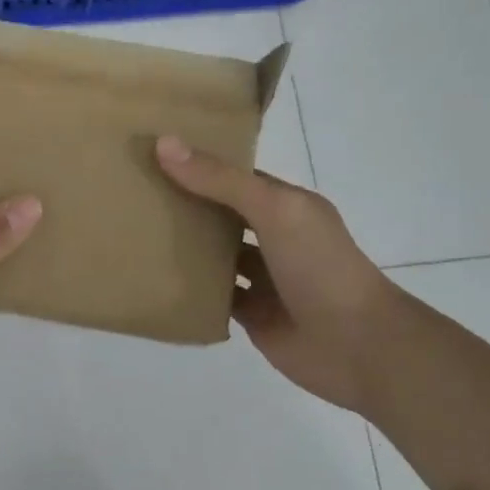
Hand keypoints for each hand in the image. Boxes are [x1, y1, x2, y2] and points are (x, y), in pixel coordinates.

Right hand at [156, 137, 399, 413]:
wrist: (358, 346)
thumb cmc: (320, 266)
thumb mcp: (274, 210)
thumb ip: (221, 181)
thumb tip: (164, 143)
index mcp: (285, 205)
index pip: (235, 177)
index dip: (198, 164)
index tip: (152, 153)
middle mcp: (274, 237)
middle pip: (222, 215)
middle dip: (185, 204)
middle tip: (131, 193)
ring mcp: (264, 278)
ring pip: (216, 256)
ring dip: (185, 248)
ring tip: (134, 233)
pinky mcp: (253, 315)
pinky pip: (214, 297)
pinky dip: (191, 290)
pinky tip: (154, 280)